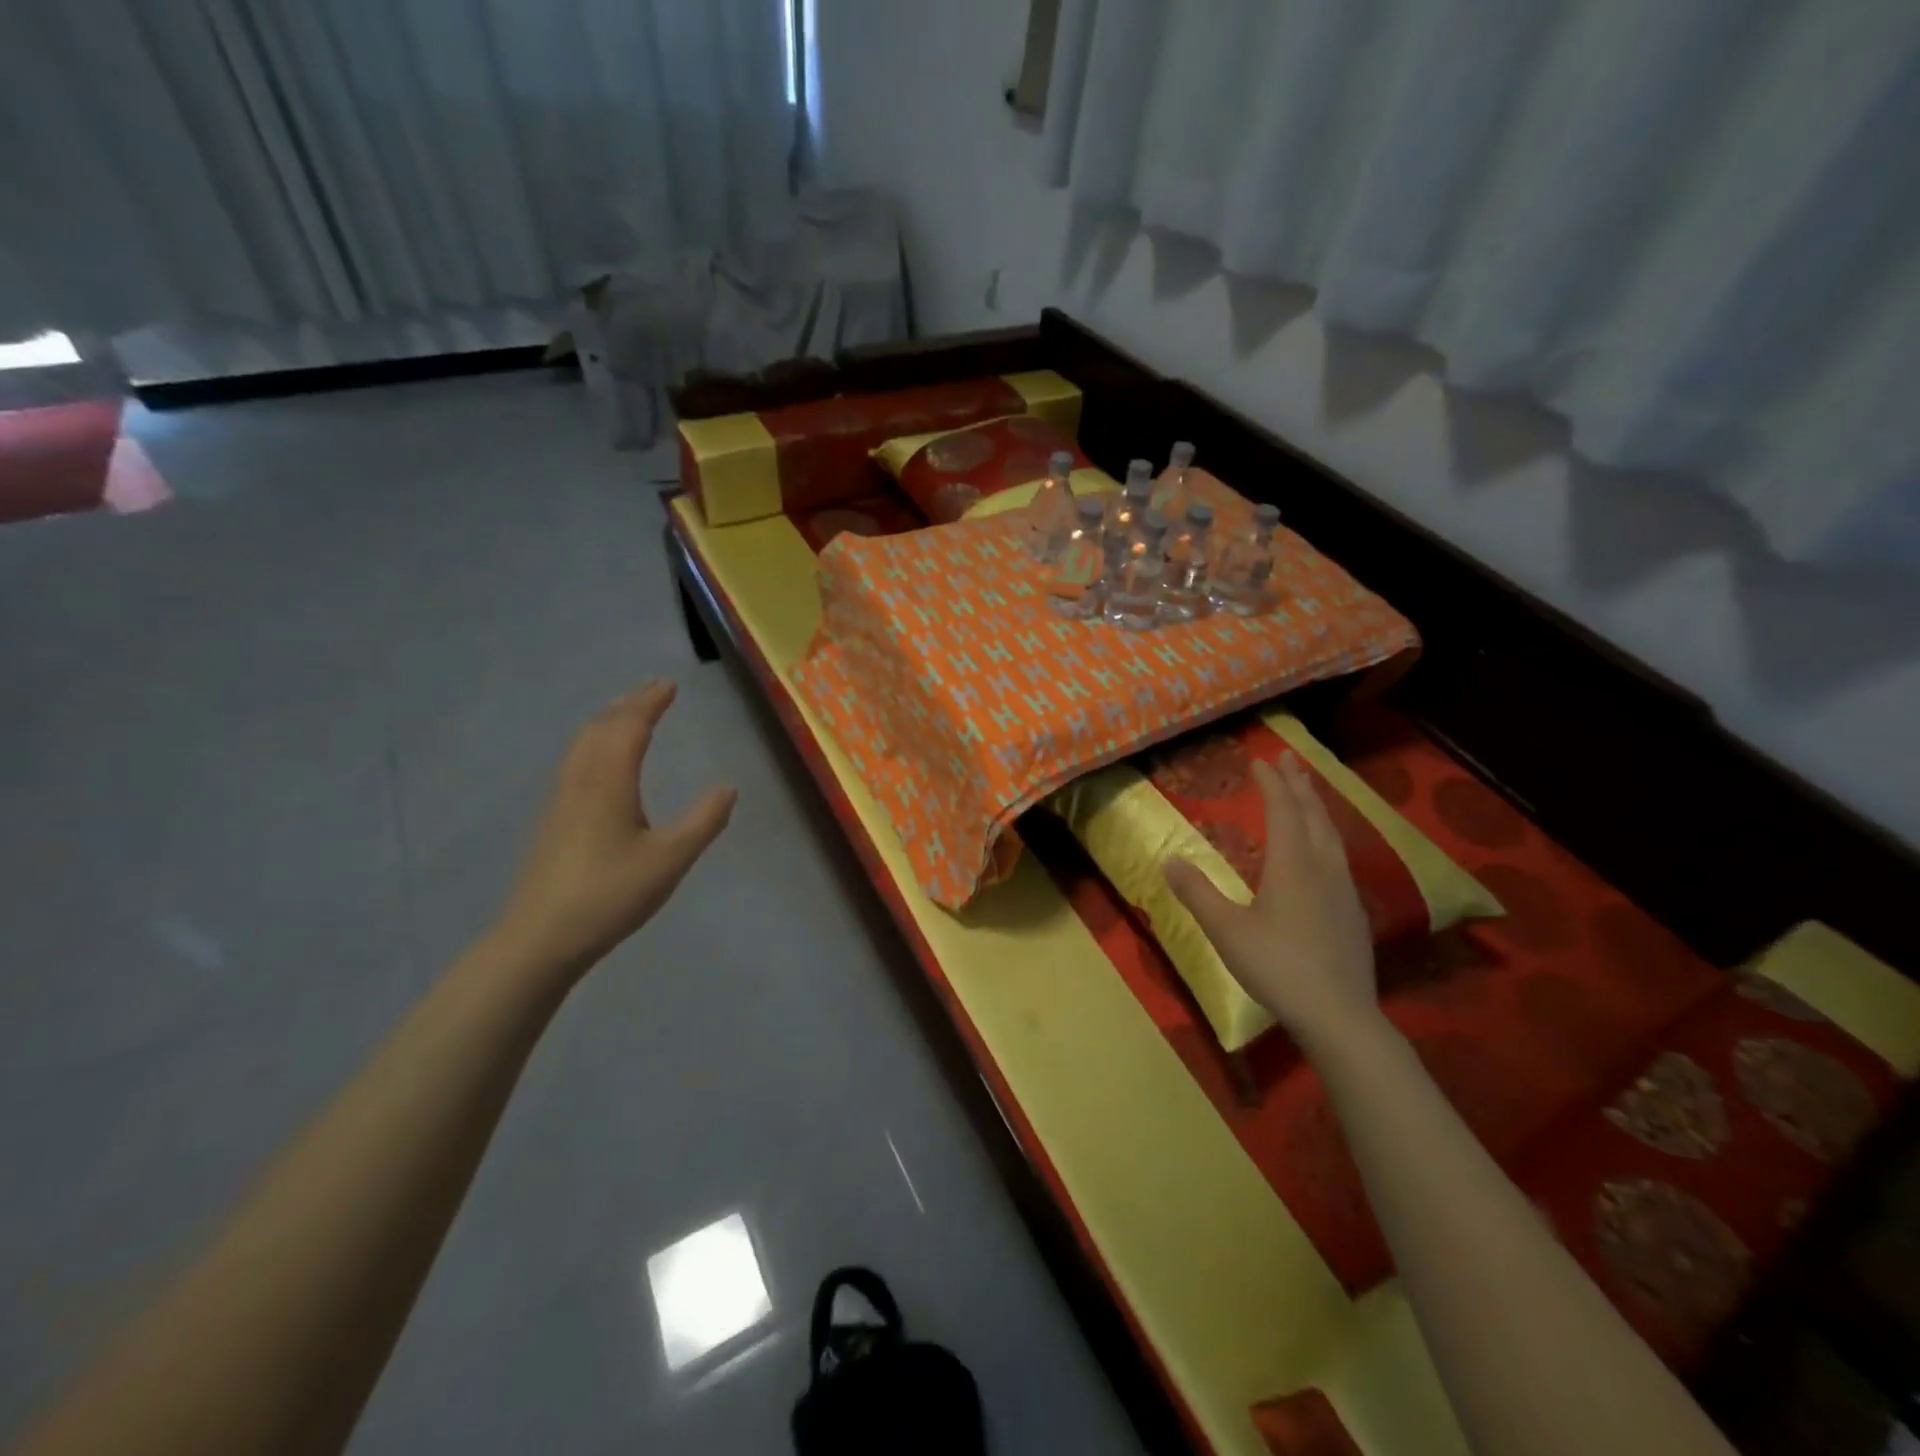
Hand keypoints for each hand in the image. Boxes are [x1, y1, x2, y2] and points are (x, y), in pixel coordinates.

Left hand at [495, 682, 734, 982]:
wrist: (540, 938)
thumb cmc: (610, 894)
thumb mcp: (670, 860)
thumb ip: (703, 821)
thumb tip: (728, 787)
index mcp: (608, 782)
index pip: (629, 727)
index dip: (649, 703)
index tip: (669, 684)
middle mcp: (580, 780)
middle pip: (601, 728)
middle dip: (628, 704)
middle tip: (653, 690)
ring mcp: (561, 799)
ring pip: (582, 743)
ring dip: (608, 720)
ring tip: (629, 714)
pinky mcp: (553, 819)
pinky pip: (575, 760)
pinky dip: (595, 742)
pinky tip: (601, 761)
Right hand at [1162, 755, 1377, 1050]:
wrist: (1339, 1016)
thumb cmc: (1278, 968)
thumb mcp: (1226, 931)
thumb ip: (1197, 893)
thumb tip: (1169, 859)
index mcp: (1293, 866)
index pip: (1283, 811)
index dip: (1272, 784)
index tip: (1261, 761)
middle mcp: (1323, 868)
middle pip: (1314, 815)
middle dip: (1300, 785)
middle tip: (1290, 759)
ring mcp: (1344, 890)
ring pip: (1332, 835)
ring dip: (1317, 807)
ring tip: (1308, 793)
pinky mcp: (1353, 912)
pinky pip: (1339, 856)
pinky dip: (1326, 836)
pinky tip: (1323, 852)